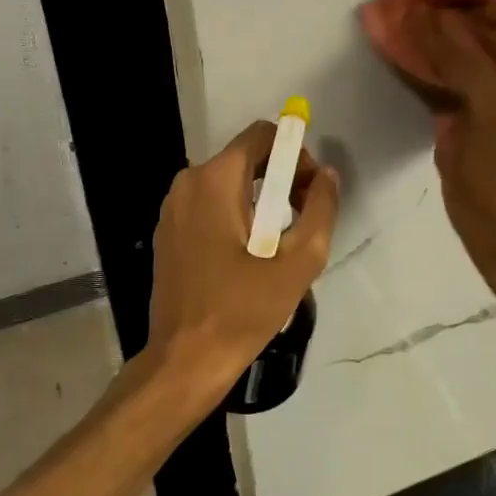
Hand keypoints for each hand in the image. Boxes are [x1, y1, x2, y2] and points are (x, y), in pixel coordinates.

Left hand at [140, 121, 339, 413]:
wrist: (185, 360)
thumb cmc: (243, 310)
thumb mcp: (299, 261)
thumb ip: (321, 209)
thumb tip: (326, 176)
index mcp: (215, 180)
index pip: (262, 135)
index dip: (295, 155)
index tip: (309, 193)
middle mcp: (188, 182)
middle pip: (246, 157)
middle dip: (281, 179)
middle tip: (301, 221)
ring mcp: (173, 208)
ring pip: (229, 182)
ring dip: (261, 200)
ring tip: (278, 245)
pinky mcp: (168, 231)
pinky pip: (210, 205)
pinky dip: (236, 215)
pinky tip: (248, 256)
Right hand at [408, 0, 495, 317]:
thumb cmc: (483, 218)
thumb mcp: (452, 165)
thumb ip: (450, 118)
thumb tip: (448, 94)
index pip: (460, 50)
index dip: (431, 28)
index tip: (411, 11)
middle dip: (478, 9)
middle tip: (448, 15)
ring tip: (467, 40)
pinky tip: (487, 73)